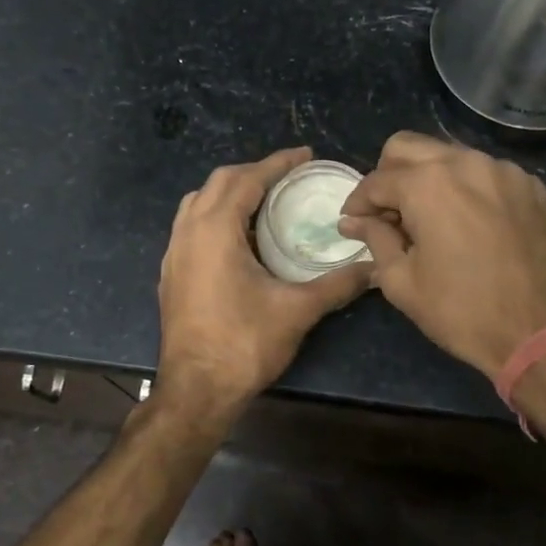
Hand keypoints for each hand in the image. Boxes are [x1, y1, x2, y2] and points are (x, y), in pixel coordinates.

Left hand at [156, 148, 371, 415]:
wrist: (196, 390)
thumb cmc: (244, 344)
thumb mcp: (297, 310)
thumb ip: (337, 284)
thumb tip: (374, 268)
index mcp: (215, 229)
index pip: (247, 179)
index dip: (278, 163)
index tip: (305, 154)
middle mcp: (188, 232)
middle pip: (219, 182)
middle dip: (253, 172)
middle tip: (288, 177)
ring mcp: (174, 253)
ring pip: (199, 202)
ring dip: (230, 192)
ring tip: (264, 201)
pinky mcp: (171, 273)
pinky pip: (191, 226)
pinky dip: (215, 216)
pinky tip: (239, 238)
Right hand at [339, 132, 545, 378]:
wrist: (543, 333)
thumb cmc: (462, 311)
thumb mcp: (402, 281)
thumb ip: (375, 239)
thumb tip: (353, 221)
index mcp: (427, 184)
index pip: (376, 180)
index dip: (357, 202)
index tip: (352, 223)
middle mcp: (465, 162)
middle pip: (408, 147)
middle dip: (388, 175)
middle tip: (386, 213)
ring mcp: (503, 171)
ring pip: (449, 154)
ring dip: (427, 177)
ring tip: (426, 218)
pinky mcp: (531, 186)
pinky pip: (485, 172)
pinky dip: (466, 187)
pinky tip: (466, 221)